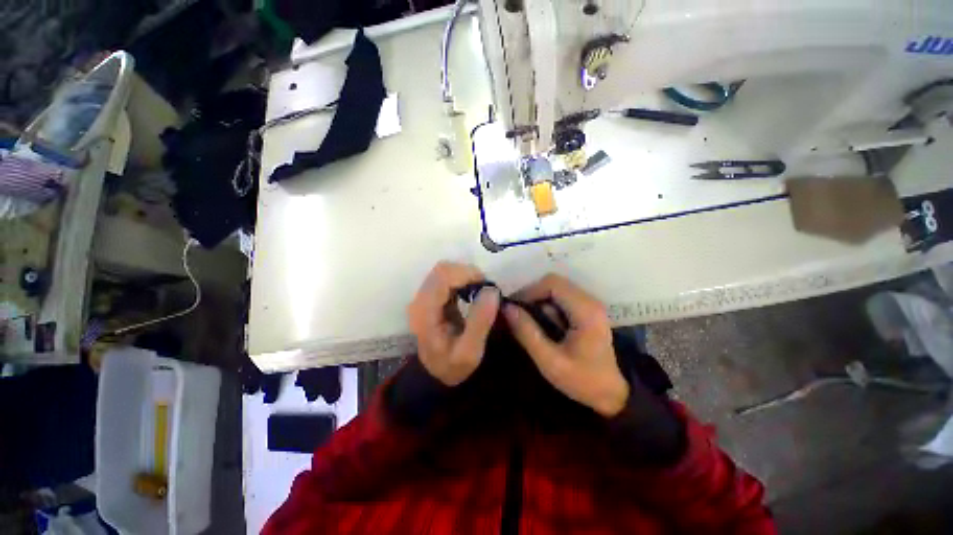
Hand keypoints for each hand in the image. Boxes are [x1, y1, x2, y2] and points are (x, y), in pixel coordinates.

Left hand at [407, 262, 500, 385]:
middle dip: (467, 273)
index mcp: (425, 312)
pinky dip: (462, 280)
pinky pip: (446, 278)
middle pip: (442, 270)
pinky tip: (471, 292)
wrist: (437, 374)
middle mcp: (420, 300)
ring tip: (480, 291)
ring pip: (444, 271)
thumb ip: (480, 321)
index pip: (442, 276)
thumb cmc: (453, 366)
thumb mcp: (470, 352)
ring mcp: (424, 297)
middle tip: (485, 288)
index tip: (486, 285)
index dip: (466, 274)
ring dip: (465, 276)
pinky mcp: (431, 297)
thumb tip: (491, 290)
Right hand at [503, 274, 628, 416]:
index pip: (552, 283)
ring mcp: (590, 304)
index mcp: (585, 310)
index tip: (514, 306)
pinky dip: (547, 306)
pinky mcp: (587, 310)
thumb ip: (527, 333)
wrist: (613, 394)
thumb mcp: (550, 361)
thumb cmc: (583, 380)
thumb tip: (507, 309)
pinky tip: (542, 323)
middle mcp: (589, 301)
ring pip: (557, 289)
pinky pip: (561, 298)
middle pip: (554, 283)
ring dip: (539, 300)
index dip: (529, 290)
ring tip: (527, 320)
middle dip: (532, 294)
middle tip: (518, 312)